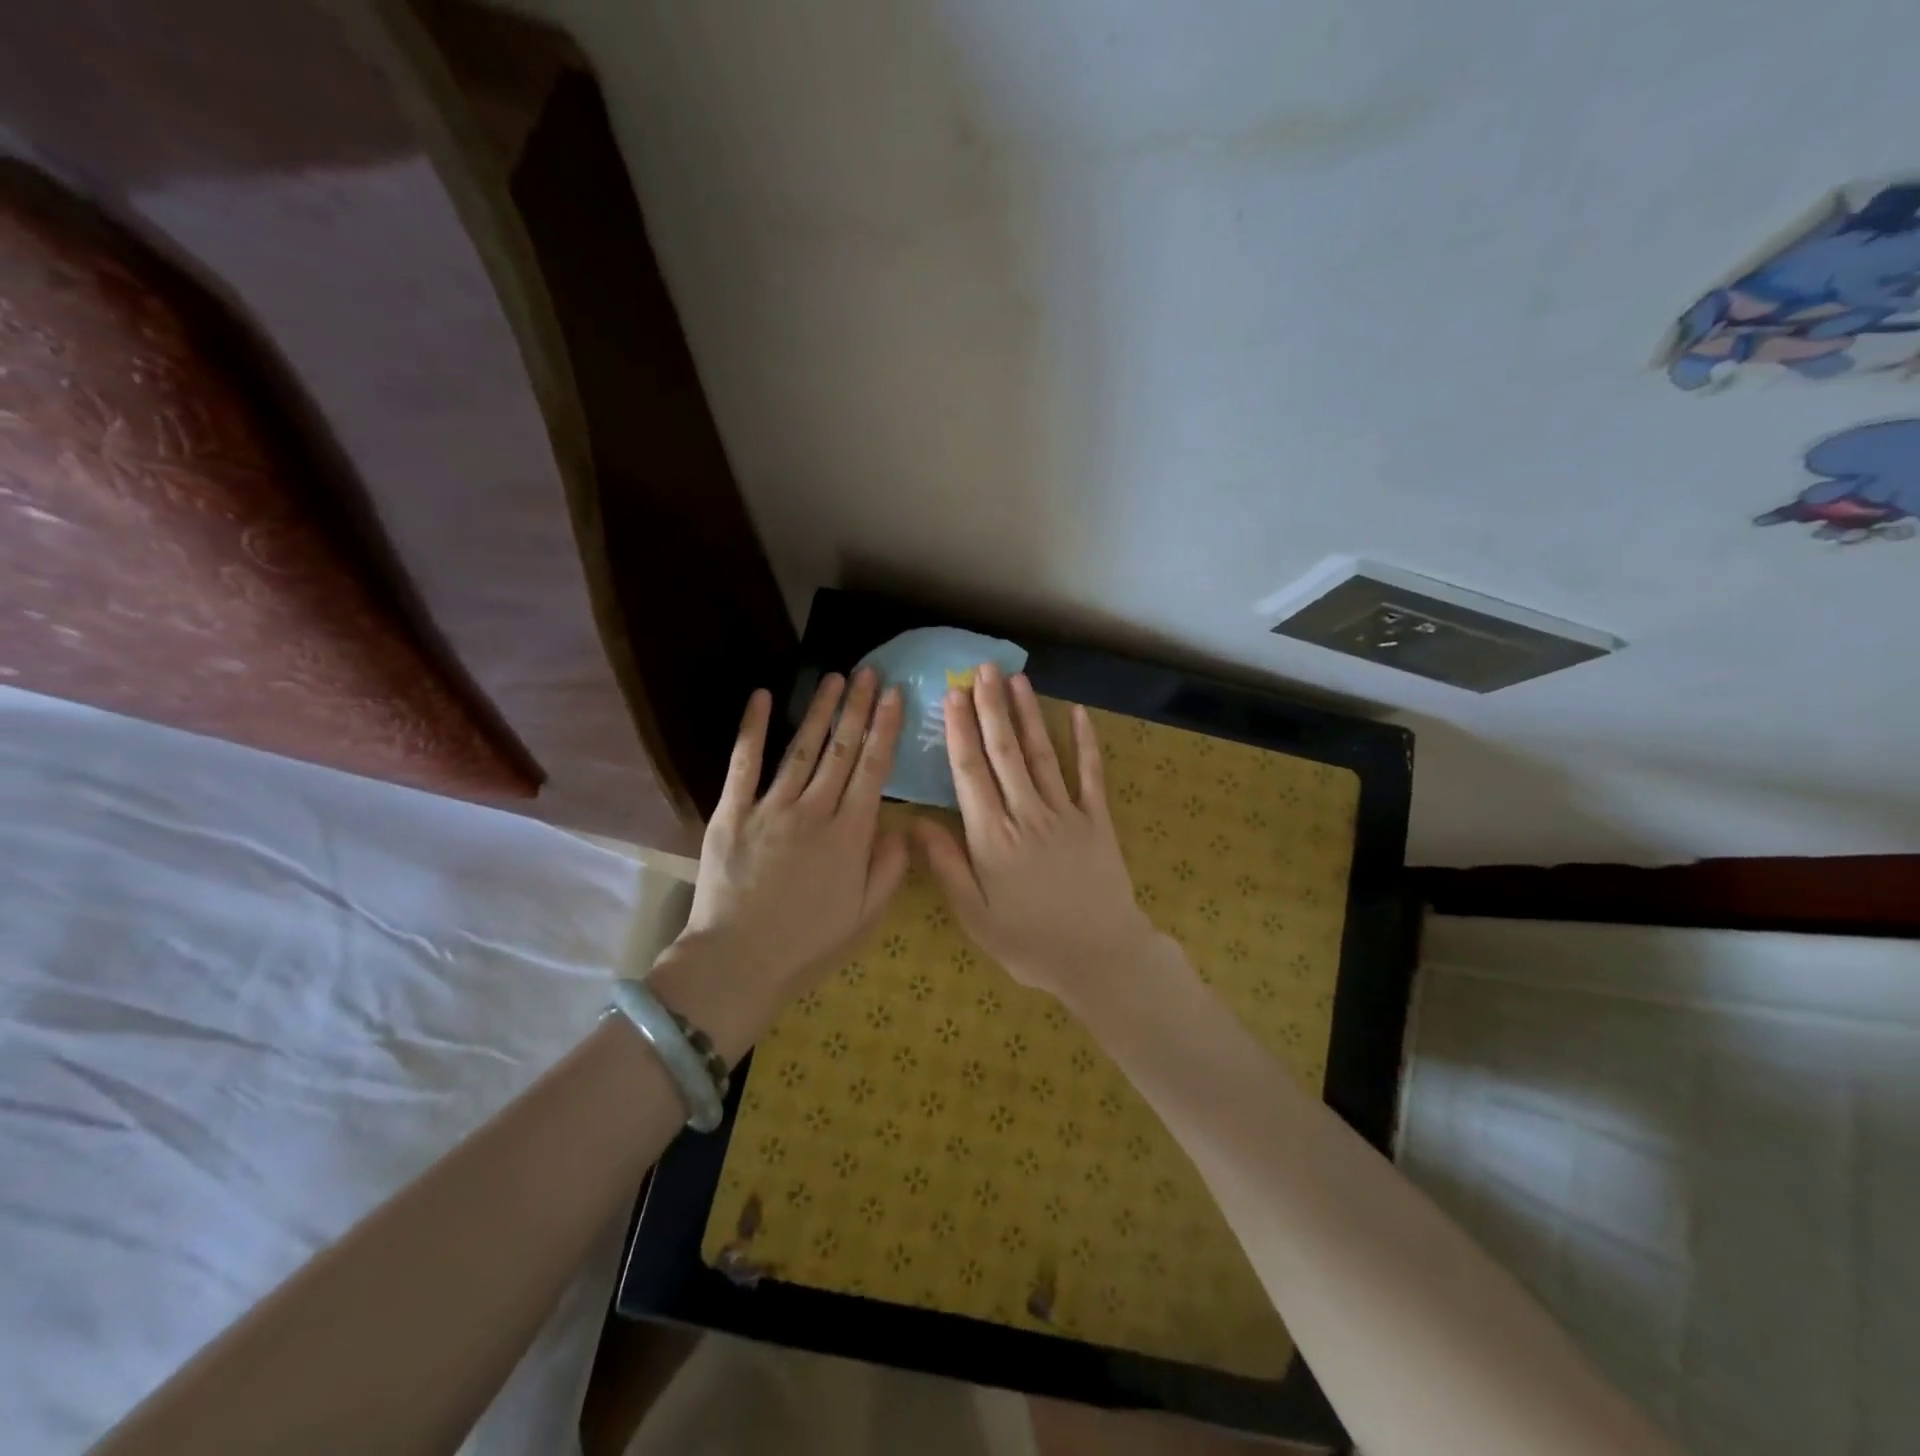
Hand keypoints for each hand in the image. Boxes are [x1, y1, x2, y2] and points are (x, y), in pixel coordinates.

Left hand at [674, 669, 909, 995]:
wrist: (737, 963)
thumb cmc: (807, 945)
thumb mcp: (866, 917)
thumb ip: (890, 869)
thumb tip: (903, 826)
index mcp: (849, 836)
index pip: (873, 770)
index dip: (885, 729)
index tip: (894, 696)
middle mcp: (813, 811)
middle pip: (841, 750)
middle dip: (857, 708)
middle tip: (868, 673)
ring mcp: (770, 808)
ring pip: (801, 748)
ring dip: (819, 710)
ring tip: (833, 678)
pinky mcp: (732, 813)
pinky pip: (744, 763)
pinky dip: (752, 728)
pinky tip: (762, 697)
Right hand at [914, 662, 1160, 1006]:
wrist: (1101, 957)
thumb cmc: (1030, 943)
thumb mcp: (976, 916)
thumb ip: (946, 866)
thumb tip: (914, 821)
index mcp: (993, 837)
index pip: (970, 773)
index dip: (960, 731)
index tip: (952, 695)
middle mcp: (1027, 814)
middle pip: (1004, 752)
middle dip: (991, 707)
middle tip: (981, 669)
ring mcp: (1066, 813)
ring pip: (1042, 754)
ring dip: (1028, 714)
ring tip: (1015, 679)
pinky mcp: (1097, 819)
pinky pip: (1090, 774)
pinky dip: (1086, 742)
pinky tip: (1079, 712)